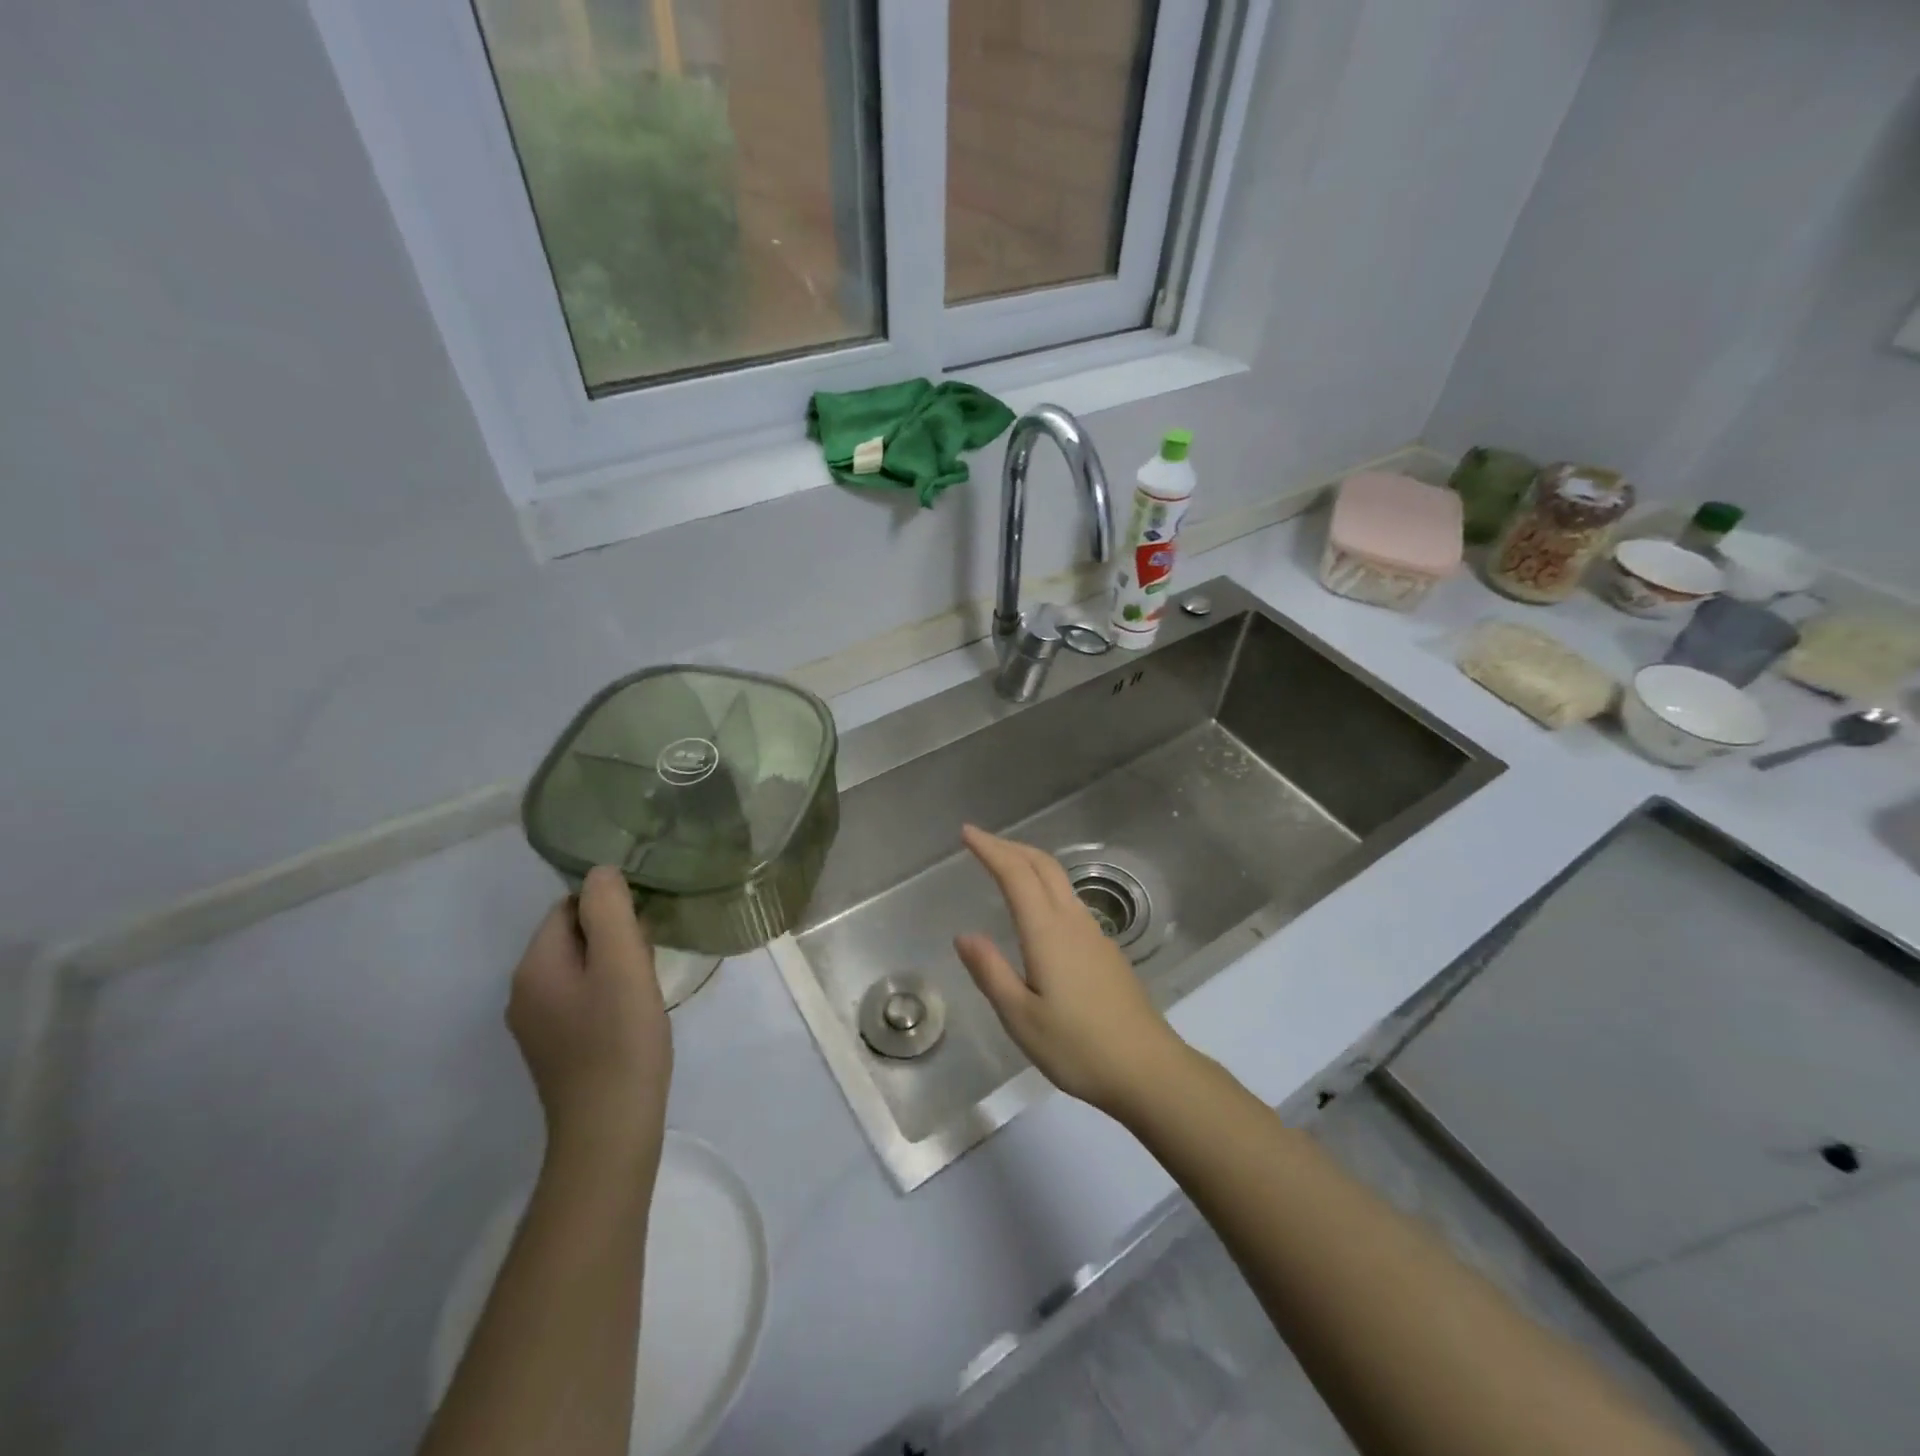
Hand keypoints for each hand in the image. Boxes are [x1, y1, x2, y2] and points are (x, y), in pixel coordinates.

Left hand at [508, 866, 672, 1172]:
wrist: (609, 1129)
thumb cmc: (620, 1038)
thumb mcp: (622, 962)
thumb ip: (609, 909)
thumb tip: (601, 872)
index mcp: (533, 966)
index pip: (567, 908)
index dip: (609, 910)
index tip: (642, 934)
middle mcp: (523, 991)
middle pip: (572, 938)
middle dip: (613, 938)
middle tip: (648, 963)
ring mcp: (536, 1024)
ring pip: (579, 970)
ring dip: (614, 967)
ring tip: (645, 990)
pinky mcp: (554, 1048)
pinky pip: (580, 1000)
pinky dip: (608, 996)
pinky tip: (632, 1018)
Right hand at [953, 825, 1192, 1119]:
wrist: (1149, 1069)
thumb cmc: (1078, 1047)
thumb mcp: (1021, 1018)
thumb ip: (991, 972)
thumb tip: (964, 935)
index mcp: (1047, 932)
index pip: (1016, 874)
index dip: (990, 849)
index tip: (967, 832)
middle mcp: (1073, 921)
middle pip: (1042, 866)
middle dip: (1010, 846)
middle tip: (981, 841)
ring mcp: (1094, 934)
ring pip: (1059, 880)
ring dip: (1029, 863)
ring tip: (1004, 866)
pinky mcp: (1106, 951)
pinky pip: (1070, 900)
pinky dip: (1045, 886)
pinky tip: (1037, 909)